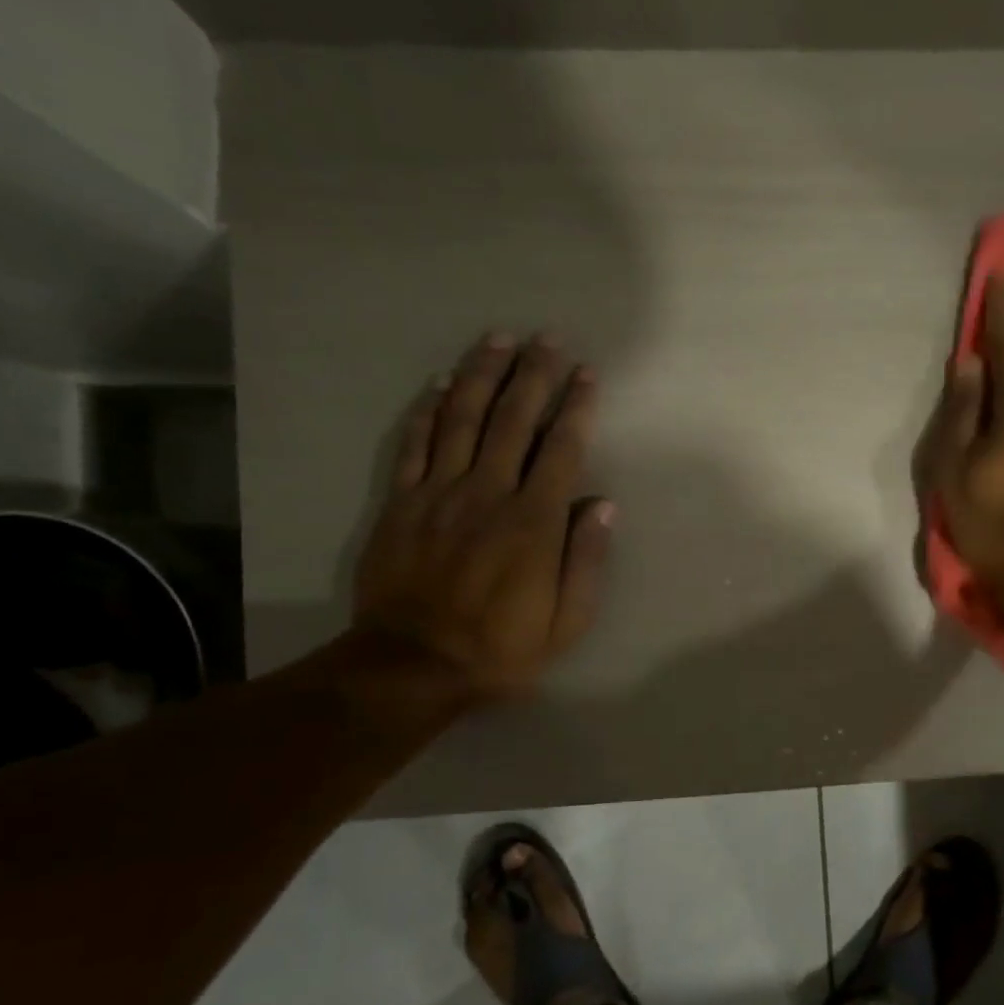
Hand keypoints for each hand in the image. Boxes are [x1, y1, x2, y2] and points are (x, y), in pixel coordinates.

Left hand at [352, 332, 612, 701]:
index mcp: (533, 521)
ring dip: (482, 374)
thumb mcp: (567, 621)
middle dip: (533, 373)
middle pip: (512, 419)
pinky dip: (427, 409)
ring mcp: (438, 494)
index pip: (560, 448)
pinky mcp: (400, 503)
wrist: (412, 666)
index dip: (575, 407)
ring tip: (498, 339)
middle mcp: (487, 493)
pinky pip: (414, 444)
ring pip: (462, 418)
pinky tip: (439, 382)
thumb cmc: (502, 647)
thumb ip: (587, 560)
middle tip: (547, 338)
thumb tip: (602, 505)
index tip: (586, 374)